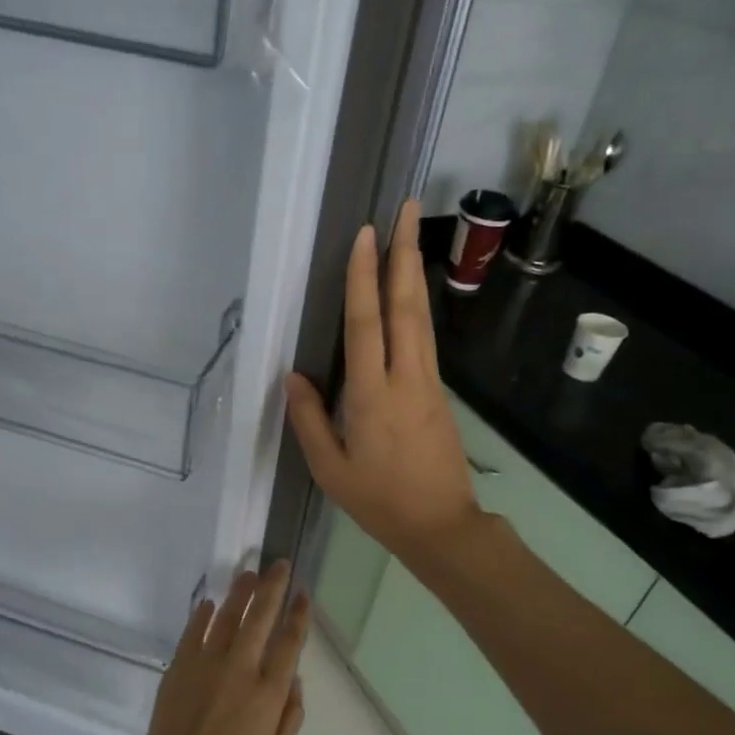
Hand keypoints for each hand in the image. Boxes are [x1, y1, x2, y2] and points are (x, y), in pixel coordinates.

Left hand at [123, 561, 307, 734]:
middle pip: (261, 617)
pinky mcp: (180, 667)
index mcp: (269, 693)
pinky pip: (194, 632)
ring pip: (228, 616)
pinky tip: (210, 603)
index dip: (299, 615)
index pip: (290, 642)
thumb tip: (295, 680)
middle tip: (280, 564)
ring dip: (241, 592)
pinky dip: (203, 615)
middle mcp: (241, 669)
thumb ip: (291, 716)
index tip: (304, 594)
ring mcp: (207, 664)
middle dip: (273, 587)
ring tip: (250, 574)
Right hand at [284, 199, 483, 567]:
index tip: (365, 236)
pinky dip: (419, 307)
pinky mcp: (439, 393)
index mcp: (373, 396)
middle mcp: (406, 378)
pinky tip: (413, 293)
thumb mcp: (331, 469)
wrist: (441, 525)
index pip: (366, 325)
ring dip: (414, 274)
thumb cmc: (379, 501)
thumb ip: (310, 420)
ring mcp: (429, 384)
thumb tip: (293, 376)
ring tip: (411, 236)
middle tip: (407, 209)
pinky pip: (427, 340)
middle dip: (403, 255)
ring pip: (422, 319)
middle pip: (405, 307)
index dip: (363, 278)